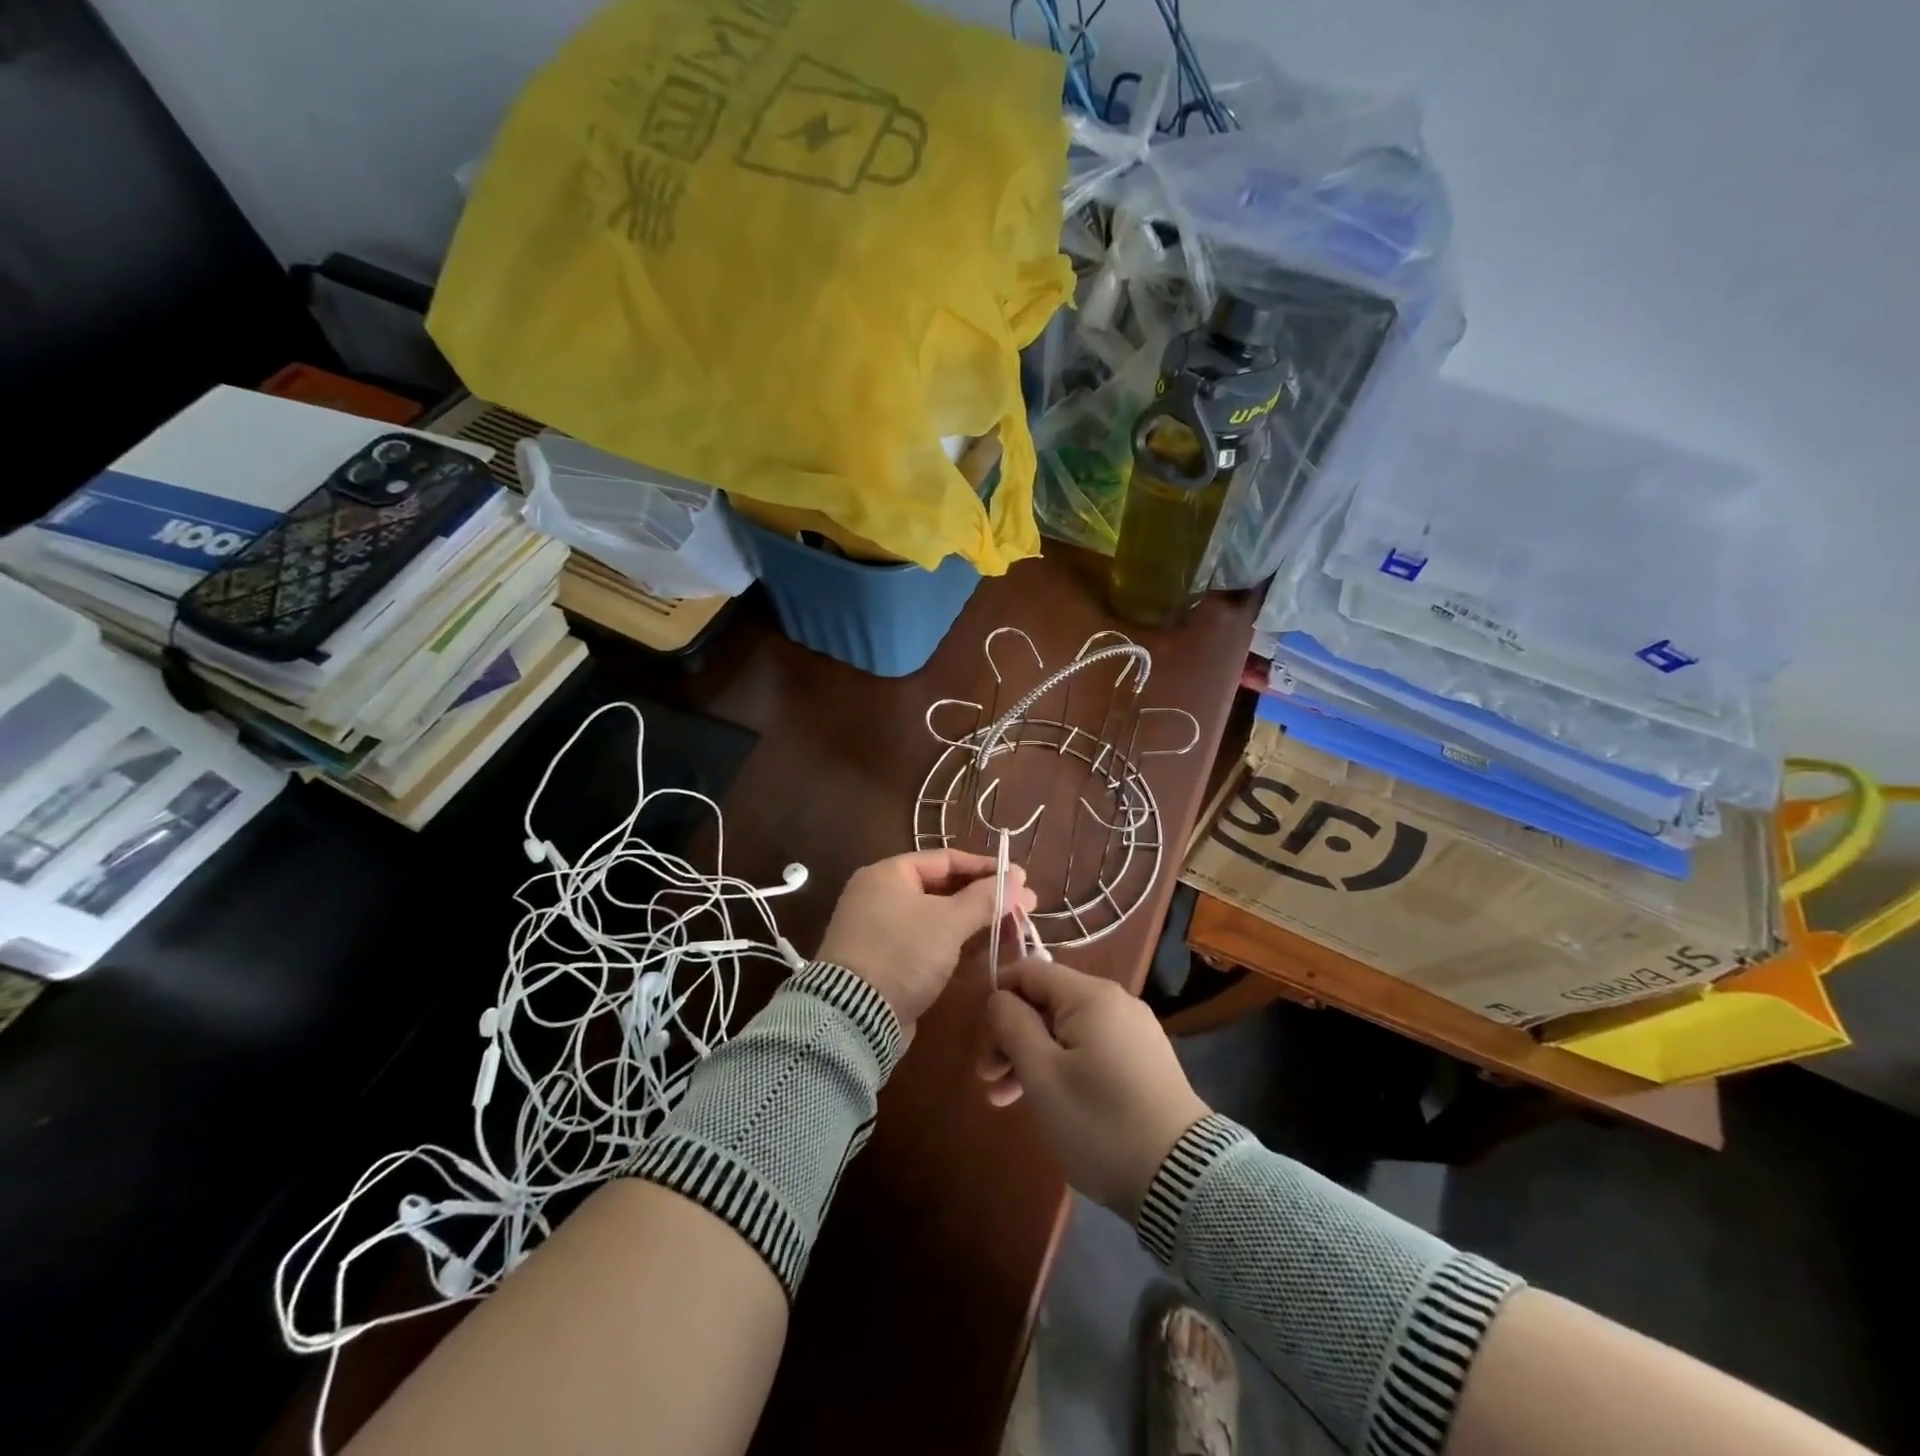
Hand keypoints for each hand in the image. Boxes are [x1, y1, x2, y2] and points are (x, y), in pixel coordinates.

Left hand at [816, 850, 1036, 1031]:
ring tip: (1015, 933)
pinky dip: (957, 946)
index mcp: (889, 873)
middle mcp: (882, 895)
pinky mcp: (888, 961)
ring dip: (977, 924)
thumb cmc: (902, 954)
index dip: (986, 868)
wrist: (853, 1017)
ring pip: (940, 919)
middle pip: (945, 889)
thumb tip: (1018, 878)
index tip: (1021, 879)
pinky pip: (929, 943)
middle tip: (1025, 909)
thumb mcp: (948, 922)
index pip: (947, 859)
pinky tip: (988, 954)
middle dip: (986, 899)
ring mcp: (884, 930)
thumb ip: (985, 898)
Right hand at [978, 958, 1208, 1221]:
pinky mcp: (1144, 1060)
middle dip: (1012, 1035)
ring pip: (1066, 1029)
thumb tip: (1000, 998)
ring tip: (1005, 1100)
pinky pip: (1090, 1048)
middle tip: (988, 1080)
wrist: (1181, 1179)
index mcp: (1091, 995)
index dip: (998, 996)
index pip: (1030, 971)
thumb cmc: (1099, 1122)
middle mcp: (1115, 1001)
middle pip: (1047, 1001)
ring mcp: (1134, 1031)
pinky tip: (1048, 1101)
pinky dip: (1062, 1065)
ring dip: (1032, 1056)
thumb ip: (1013, 1025)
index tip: (980, 1040)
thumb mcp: (1042, 1075)